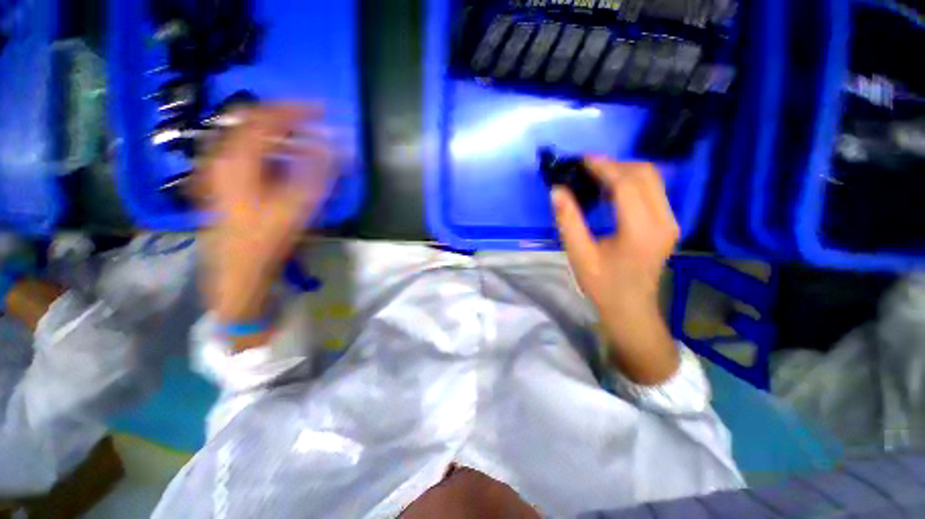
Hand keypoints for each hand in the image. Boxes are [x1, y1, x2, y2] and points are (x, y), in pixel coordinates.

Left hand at [199, 104, 333, 326]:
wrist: (237, 272)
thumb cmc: (267, 242)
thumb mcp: (298, 208)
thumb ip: (317, 174)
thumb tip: (334, 145)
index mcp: (238, 161)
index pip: (266, 118)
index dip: (296, 110)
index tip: (322, 111)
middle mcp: (222, 158)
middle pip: (252, 122)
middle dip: (287, 119)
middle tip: (314, 124)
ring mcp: (217, 170)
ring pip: (247, 136)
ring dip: (277, 134)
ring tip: (303, 141)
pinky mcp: (220, 182)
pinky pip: (243, 152)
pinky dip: (266, 148)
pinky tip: (281, 160)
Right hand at [552, 158, 679, 384]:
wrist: (631, 308)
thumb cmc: (602, 285)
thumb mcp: (579, 255)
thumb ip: (568, 221)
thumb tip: (557, 191)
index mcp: (640, 230)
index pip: (626, 184)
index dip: (603, 167)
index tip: (581, 159)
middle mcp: (663, 220)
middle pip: (645, 174)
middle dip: (615, 164)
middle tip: (586, 168)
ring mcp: (670, 221)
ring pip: (652, 179)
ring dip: (624, 171)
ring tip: (596, 177)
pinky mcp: (668, 223)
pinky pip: (653, 191)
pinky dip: (631, 183)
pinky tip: (611, 192)